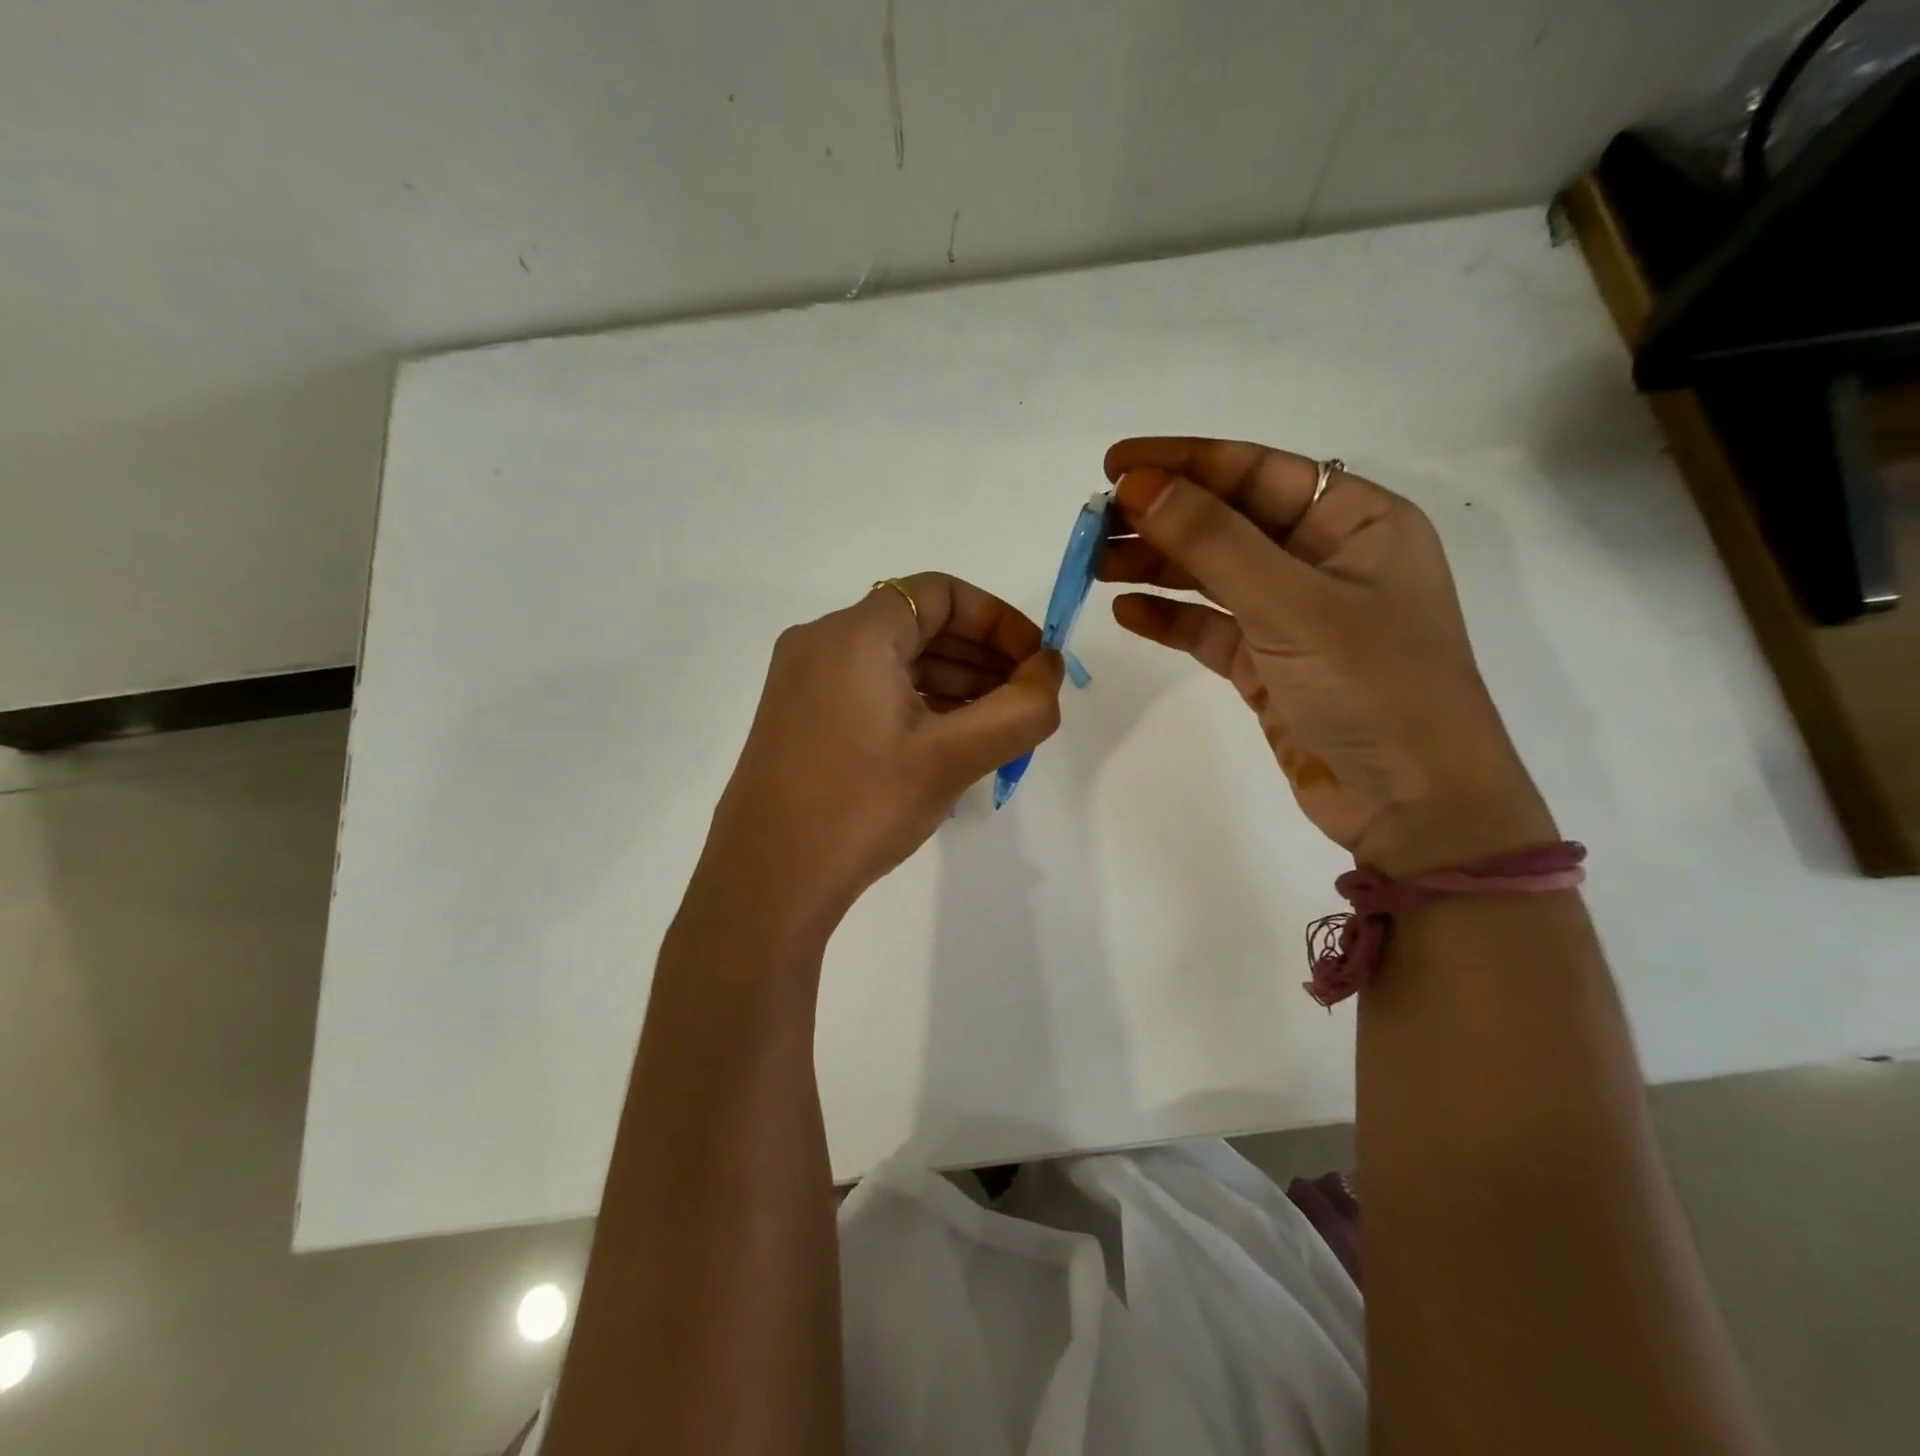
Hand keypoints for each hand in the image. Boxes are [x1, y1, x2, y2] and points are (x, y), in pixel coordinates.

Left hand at [694, 573, 1064, 937]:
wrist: (766, 882)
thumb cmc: (861, 806)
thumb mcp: (952, 758)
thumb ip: (1019, 709)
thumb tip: (1050, 669)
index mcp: (853, 633)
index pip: (940, 594)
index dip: (999, 620)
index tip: (1036, 662)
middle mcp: (821, 643)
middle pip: (918, 625)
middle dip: (982, 656)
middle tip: (1026, 699)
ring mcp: (803, 682)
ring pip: (895, 661)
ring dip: (953, 683)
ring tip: (998, 725)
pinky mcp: (799, 719)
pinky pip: (870, 690)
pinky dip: (917, 704)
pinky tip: (950, 742)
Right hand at [1099, 437, 1553, 875]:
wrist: (1413, 806)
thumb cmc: (1374, 688)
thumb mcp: (1292, 605)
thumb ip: (1213, 542)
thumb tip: (1139, 486)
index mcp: (1356, 521)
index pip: (1256, 472)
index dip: (1183, 463)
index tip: (1114, 466)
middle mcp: (1325, 559)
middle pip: (1228, 521)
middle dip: (1161, 519)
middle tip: (1093, 524)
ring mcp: (1296, 615)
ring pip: (1213, 574)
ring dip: (1156, 566)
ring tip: (1094, 565)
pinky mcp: (1270, 664)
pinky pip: (1211, 628)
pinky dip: (1170, 618)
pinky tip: (1127, 612)